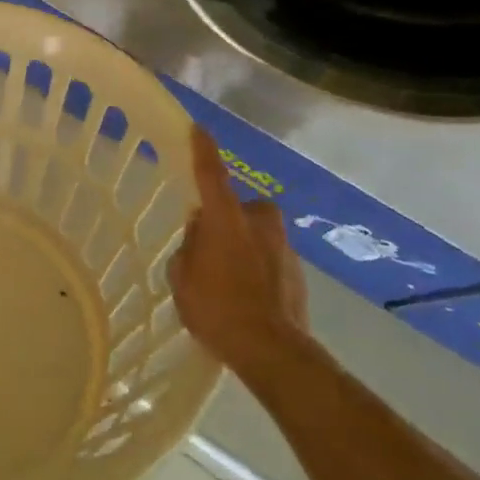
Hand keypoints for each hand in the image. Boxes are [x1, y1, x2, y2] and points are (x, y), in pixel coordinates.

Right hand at [169, 127, 309, 372]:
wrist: (272, 351)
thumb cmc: (216, 309)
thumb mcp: (181, 278)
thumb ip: (188, 248)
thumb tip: (200, 235)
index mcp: (225, 220)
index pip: (211, 175)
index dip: (203, 151)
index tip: (198, 128)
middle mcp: (258, 224)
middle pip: (242, 207)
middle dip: (229, 217)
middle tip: (211, 241)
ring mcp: (283, 248)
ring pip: (259, 233)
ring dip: (245, 244)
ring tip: (228, 276)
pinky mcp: (298, 272)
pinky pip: (271, 258)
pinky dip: (259, 267)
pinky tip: (247, 295)